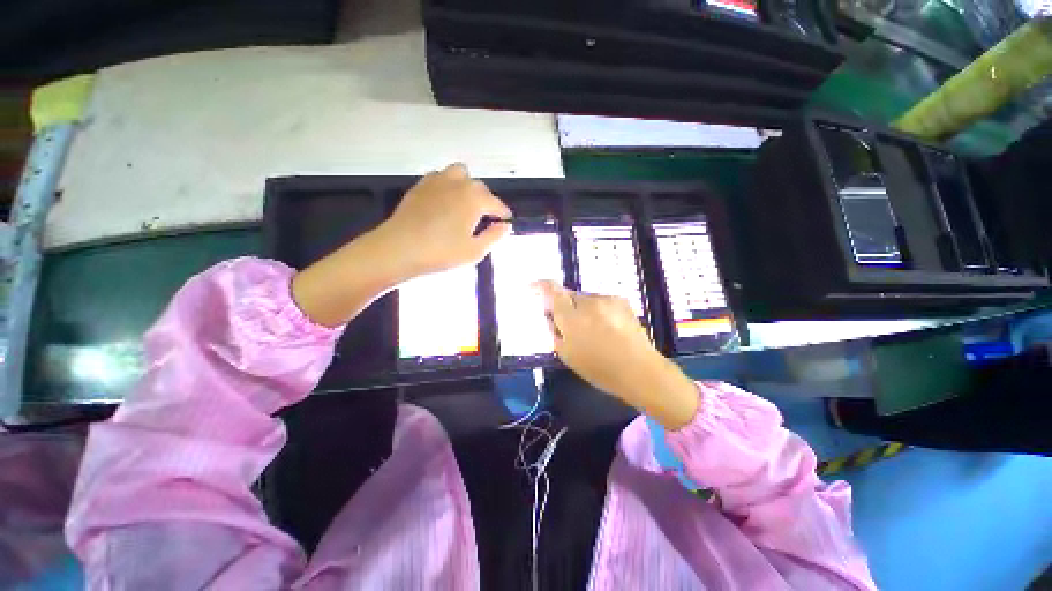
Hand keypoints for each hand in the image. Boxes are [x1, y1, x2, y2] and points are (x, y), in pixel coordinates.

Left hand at [377, 163, 511, 277]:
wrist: (399, 249)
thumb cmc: (442, 253)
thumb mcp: (475, 251)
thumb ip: (494, 236)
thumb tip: (505, 226)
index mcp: (475, 199)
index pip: (496, 203)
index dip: (503, 213)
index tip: (506, 221)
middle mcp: (458, 184)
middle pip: (479, 187)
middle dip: (486, 200)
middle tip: (485, 218)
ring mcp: (437, 181)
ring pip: (459, 174)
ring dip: (467, 186)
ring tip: (465, 204)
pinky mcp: (420, 186)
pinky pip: (440, 177)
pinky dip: (447, 185)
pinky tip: (444, 201)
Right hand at [536, 281, 699, 429]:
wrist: (639, 369)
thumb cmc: (598, 368)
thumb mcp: (567, 354)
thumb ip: (555, 331)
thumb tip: (551, 317)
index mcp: (571, 316)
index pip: (552, 291)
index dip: (540, 285)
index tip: (533, 286)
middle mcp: (587, 302)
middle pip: (569, 295)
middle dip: (565, 305)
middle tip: (568, 323)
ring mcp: (606, 299)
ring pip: (586, 299)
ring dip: (582, 309)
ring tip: (592, 329)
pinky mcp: (621, 300)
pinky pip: (601, 302)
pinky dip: (598, 310)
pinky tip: (607, 326)